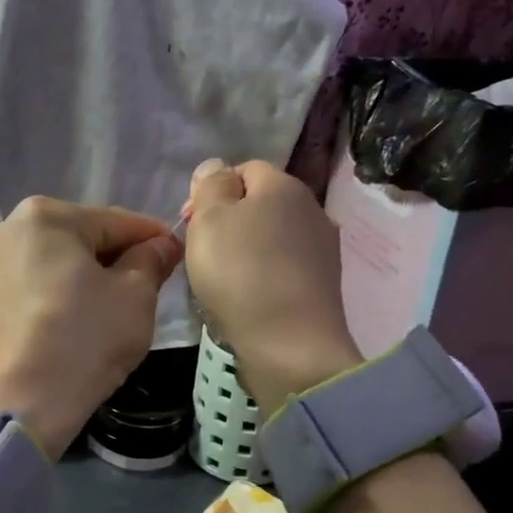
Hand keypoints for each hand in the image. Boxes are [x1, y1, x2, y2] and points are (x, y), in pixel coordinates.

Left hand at [0, 197, 182, 457]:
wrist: (17, 406)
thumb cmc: (82, 340)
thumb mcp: (134, 297)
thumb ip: (151, 260)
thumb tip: (162, 244)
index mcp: (46, 215)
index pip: (117, 221)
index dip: (155, 239)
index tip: (179, 256)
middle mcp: (10, 227)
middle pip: (84, 237)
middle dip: (118, 258)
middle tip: (150, 288)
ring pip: (58, 260)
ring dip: (89, 276)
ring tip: (114, 308)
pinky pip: (35, 282)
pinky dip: (61, 293)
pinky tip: (78, 319)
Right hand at [184, 160, 361, 417]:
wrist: (291, 345)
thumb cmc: (241, 273)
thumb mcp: (210, 219)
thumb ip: (210, 185)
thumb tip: (217, 167)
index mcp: (283, 186)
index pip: (244, 168)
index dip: (212, 189)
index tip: (190, 221)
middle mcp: (310, 209)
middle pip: (259, 203)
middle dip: (227, 220)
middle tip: (200, 251)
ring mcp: (321, 249)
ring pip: (271, 237)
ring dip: (245, 250)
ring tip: (220, 278)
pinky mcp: (322, 284)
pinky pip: (282, 267)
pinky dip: (262, 275)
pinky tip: (247, 297)